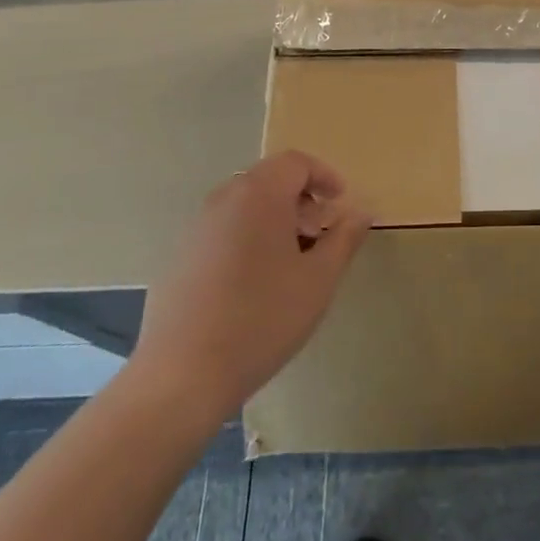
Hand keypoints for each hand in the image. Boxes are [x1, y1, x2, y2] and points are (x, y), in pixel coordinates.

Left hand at [132, 150, 370, 417]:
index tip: (340, 203)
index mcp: (260, 195)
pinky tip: (254, 284)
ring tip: (291, 261)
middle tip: (320, 233)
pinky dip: (247, 237)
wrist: (181, 377)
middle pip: (268, 179)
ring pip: (244, 205)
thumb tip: (361, 212)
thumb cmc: (262, 320)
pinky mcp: (178, 256)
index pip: (296, 163)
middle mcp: (224, 200)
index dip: (324, 176)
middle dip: (300, 199)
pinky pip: (222, 229)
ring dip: (274, 218)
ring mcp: (196, 228)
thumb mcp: (318, 280)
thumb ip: (344, 239)